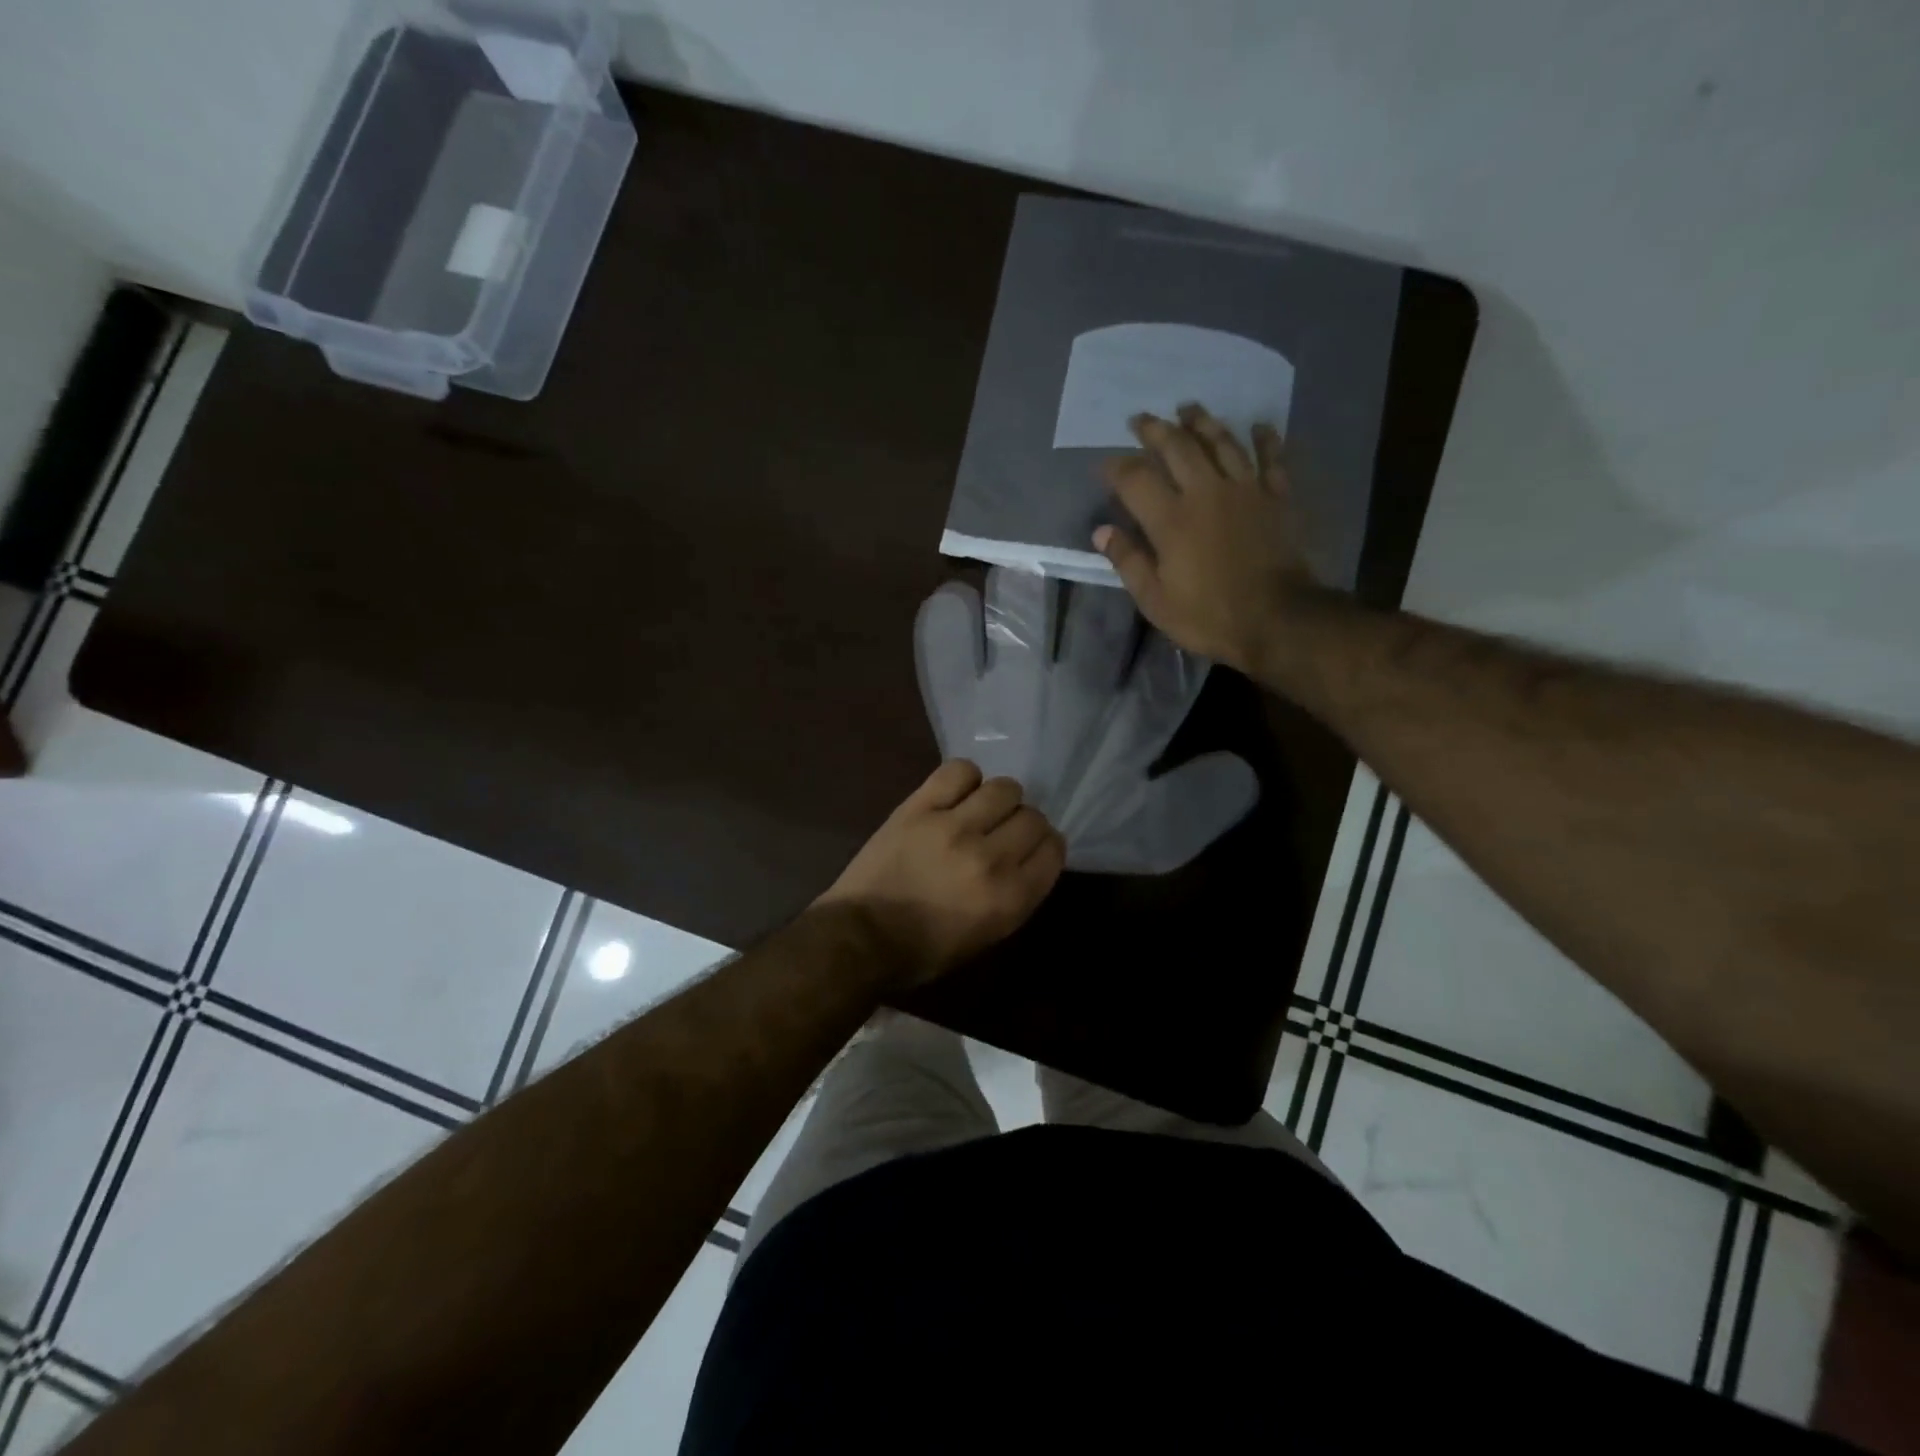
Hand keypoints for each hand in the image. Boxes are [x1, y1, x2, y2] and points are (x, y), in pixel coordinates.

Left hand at [818, 760, 1065, 988]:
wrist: (861, 937)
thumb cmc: (924, 950)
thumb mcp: (987, 935)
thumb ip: (1016, 894)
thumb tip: (1026, 856)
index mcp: (1010, 898)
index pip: (1053, 850)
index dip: (1046, 845)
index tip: (1032, 846)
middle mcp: (990, 858)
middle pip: (1032, 818)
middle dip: (1024, 824)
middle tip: (1003, 831)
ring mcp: (953, 827)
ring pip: (1004, 789)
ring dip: (999, 799)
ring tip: (980, 809)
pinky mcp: (920, 807)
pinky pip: (959, 771)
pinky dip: (966, 778)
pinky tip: (957, 793)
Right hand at [1093, 404, 1325, 678]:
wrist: (1277, 619)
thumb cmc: (1208, 616)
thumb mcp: (1155, 600)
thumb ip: (1128, 561)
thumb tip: (1102, 531)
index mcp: (1171, 519)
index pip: (1135, 479)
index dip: (1116, 467)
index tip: (1104, 465)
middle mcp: (1206, 492)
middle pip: (1178, 447)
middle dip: (1155, 430)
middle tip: (1141, 418)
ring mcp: (1246, 490)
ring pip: (1222, 442)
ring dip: (1203, 422)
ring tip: (1188, 407)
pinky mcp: (1277, 497)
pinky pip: (1271, 458)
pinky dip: (1265, 439)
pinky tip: (1259, 425)